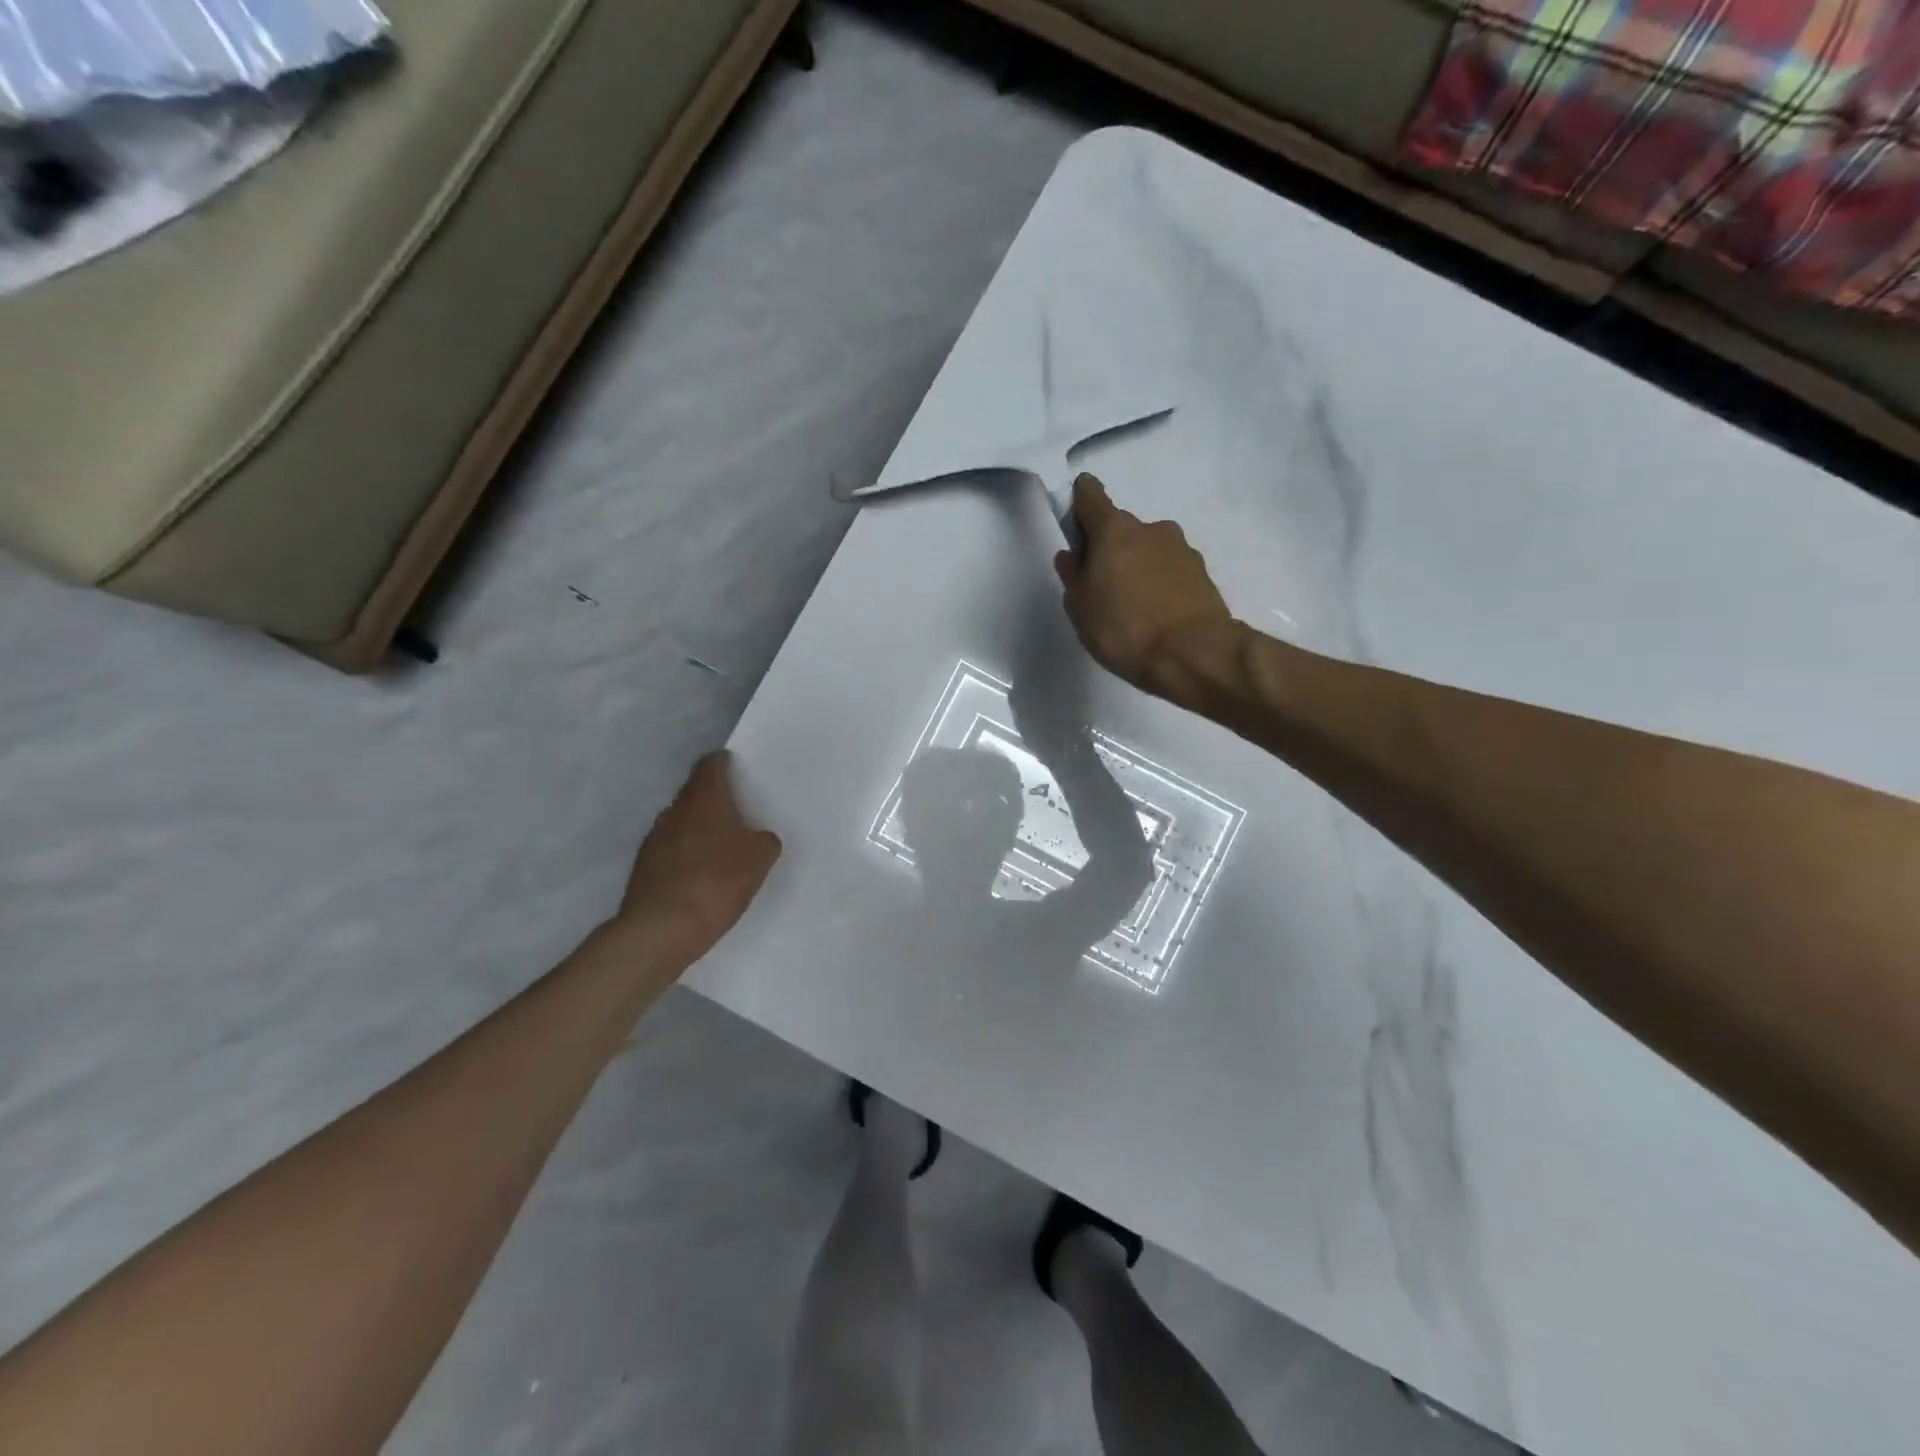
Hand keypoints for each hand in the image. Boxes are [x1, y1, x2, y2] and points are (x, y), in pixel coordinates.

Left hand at [613, 753, 782, 963]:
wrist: (661, 929)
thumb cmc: (717, 883)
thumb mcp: (759, 860)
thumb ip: (764, 840)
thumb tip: (757, 838)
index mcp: (705, 800)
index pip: (711, 766)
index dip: (724, 764)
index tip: (736, 769)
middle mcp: (675, 811)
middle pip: (694, 793)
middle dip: (713, 798)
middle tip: (736, 811)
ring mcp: (654, 838)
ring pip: (680, 821)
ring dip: (697, 827)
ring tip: (719, 846)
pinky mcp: (644, 866)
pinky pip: (670, 849)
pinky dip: (685, 853)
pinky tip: (699, 874)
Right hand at [1055, 474, 1235, 703]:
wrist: (1194, 654)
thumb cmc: (1124, 629)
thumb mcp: (1081, 608)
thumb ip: (1073, 576)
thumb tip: (1072, 555)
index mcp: (1114, 530)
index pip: (1089, 495)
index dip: (1078, 505)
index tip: (1075, 529)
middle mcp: (1150, 528)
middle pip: (1121, 528)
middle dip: (1109, 550)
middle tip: (1102, 589)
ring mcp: (1182, 548)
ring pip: (1148, 550)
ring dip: (1137, 568)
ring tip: (1133, 609)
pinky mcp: (1202, 573)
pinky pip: (1171, 571)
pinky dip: (1161, 584)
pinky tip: (1157, 616)